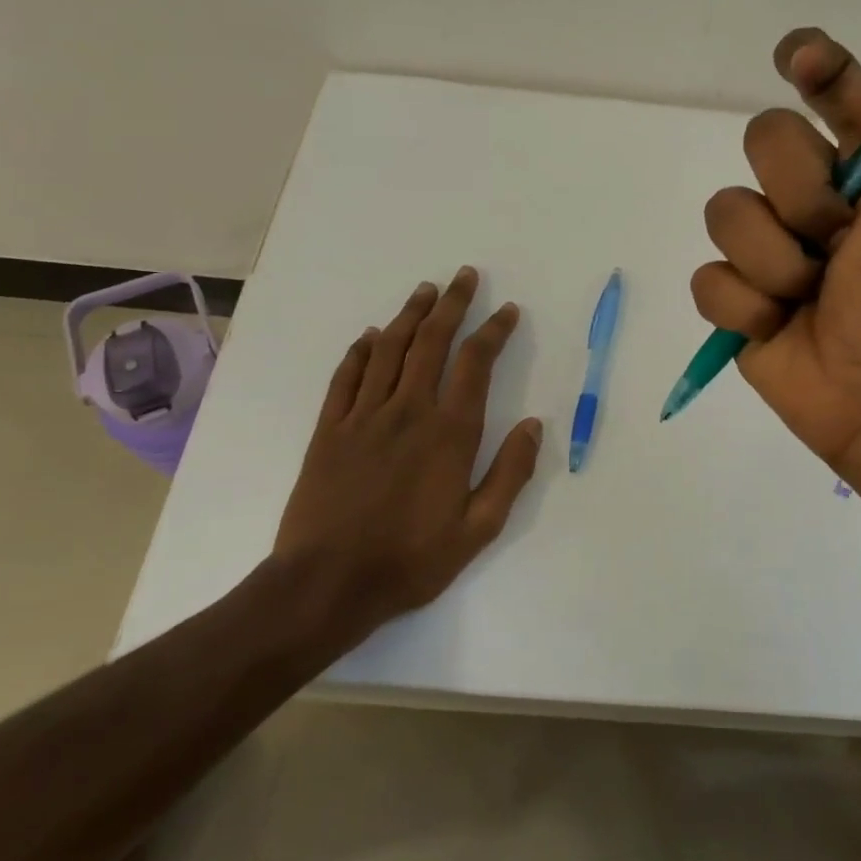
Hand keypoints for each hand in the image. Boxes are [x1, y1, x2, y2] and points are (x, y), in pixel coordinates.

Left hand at [270, 267, 542, 656]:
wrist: (326, 584)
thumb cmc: (410, 560)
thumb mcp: (478, 529)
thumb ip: (510, 474)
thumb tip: (534, 425)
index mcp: (449, 432)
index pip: (476, 364)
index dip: (494, 332)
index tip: (507, 311)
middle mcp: (407, 411)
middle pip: (432, 342)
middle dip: (452, 305)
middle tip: (465, 276)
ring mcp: (363, 416)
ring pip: (389, 349)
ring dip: (409, 315)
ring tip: (426, 291)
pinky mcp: (328, 429)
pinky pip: (346, 377)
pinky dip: (360, 351)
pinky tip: (370, 336)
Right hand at [691, 28, 860, 482]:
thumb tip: (857, 92)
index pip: (828, 90)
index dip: (812, 64)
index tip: (799, 58)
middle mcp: (809, 195)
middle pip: (763, 138)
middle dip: (802, 192)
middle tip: (840, 238)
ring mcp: (767, 247)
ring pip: (726, 211)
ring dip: (776, 259)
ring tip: (812, 293)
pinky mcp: (736, 300)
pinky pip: (709, 279)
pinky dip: (747, 306)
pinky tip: (779, 325)